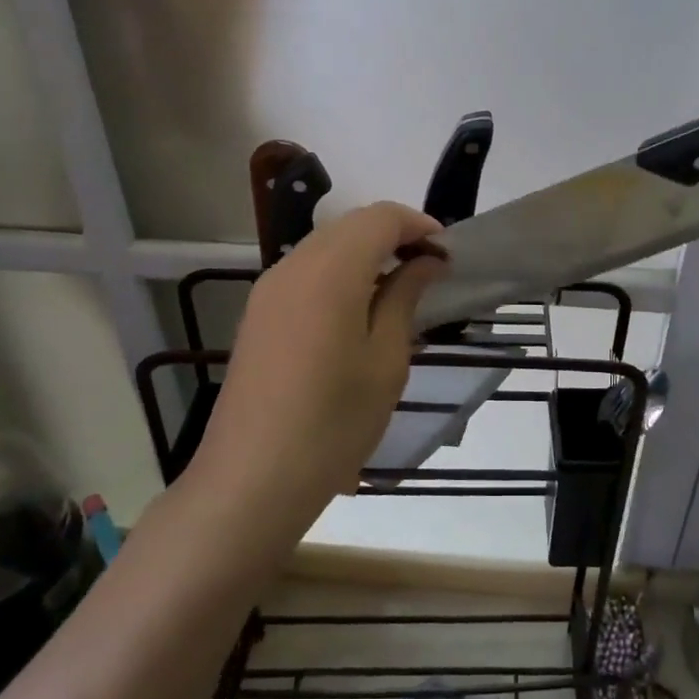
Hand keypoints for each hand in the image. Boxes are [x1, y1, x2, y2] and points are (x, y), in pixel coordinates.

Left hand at [182, 202, 447, 535]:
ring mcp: (269, 289)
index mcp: (330, 271)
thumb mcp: (385, 360)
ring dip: (366, 251)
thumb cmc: (333, 422)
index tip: (447, 253)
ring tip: (399, 287)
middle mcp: (293, 266)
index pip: (380, 218)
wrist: (251, 481)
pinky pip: (306, 270)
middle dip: (394, 234)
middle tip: (429, 268)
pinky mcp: (258, 313)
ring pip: (326, 244)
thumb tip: (425, 262)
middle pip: (351, 224)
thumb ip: (405, 298)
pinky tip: (358, 308)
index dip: (418, 225)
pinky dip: (339, 271)